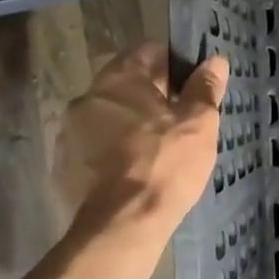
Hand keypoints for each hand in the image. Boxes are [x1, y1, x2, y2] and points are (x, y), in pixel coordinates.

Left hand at [60, 43, 227, 242]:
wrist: (121, 227)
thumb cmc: (165, 164)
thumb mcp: (199, 122)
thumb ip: (205, 87)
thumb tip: (215, 60)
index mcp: (119, 79)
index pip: (147, 51)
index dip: (173, 62)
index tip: (192, 82)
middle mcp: (87, 98)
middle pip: (126, 84)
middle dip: (152, 96)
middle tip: (181, 117)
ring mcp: (69, 134)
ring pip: (108, 117)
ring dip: (130, 124)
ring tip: (159, 147)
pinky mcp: (63, 167)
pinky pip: (95, 147)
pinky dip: (113, 151)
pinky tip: (135, 171)